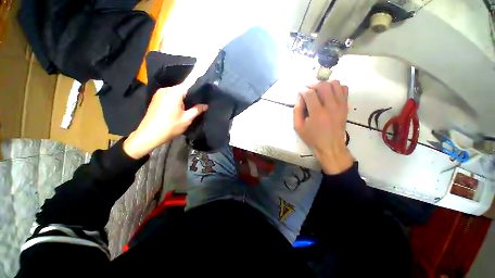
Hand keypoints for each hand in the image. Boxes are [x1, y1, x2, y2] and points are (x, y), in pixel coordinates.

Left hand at [123, 88, 207, 158]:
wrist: (149, 134)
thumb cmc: (170, 126)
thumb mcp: (187, 119)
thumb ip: (197, 110)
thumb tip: (205, 105)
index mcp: (175, 92)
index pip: (189, 83)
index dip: (197, 85)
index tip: (204, 87)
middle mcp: (166, 89)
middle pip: (182, 88)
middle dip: (191, 94)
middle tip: (199, 102)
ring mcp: (159, 93)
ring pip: (176, 92)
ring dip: (183, 98)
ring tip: (190, 106)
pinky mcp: (155, 98)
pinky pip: (169, 95)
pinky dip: (176, 99)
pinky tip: (179, 108)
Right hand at [293, 80, 352, 174]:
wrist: (330, 145)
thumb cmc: (312, 137)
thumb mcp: (298, 127)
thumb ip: (297, 110)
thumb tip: (299, 97)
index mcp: (317, 114)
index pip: (309, 93)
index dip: (302, 90)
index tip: (299, 92)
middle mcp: (331, 107)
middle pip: (323, 85)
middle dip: (312, 84)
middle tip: (307, 89)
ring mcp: (340, 105)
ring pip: (335, 83)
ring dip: (324, 84)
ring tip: (318, 91)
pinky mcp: (345, 106)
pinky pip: (344, 89)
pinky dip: (336, 87)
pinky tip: (329, 94)